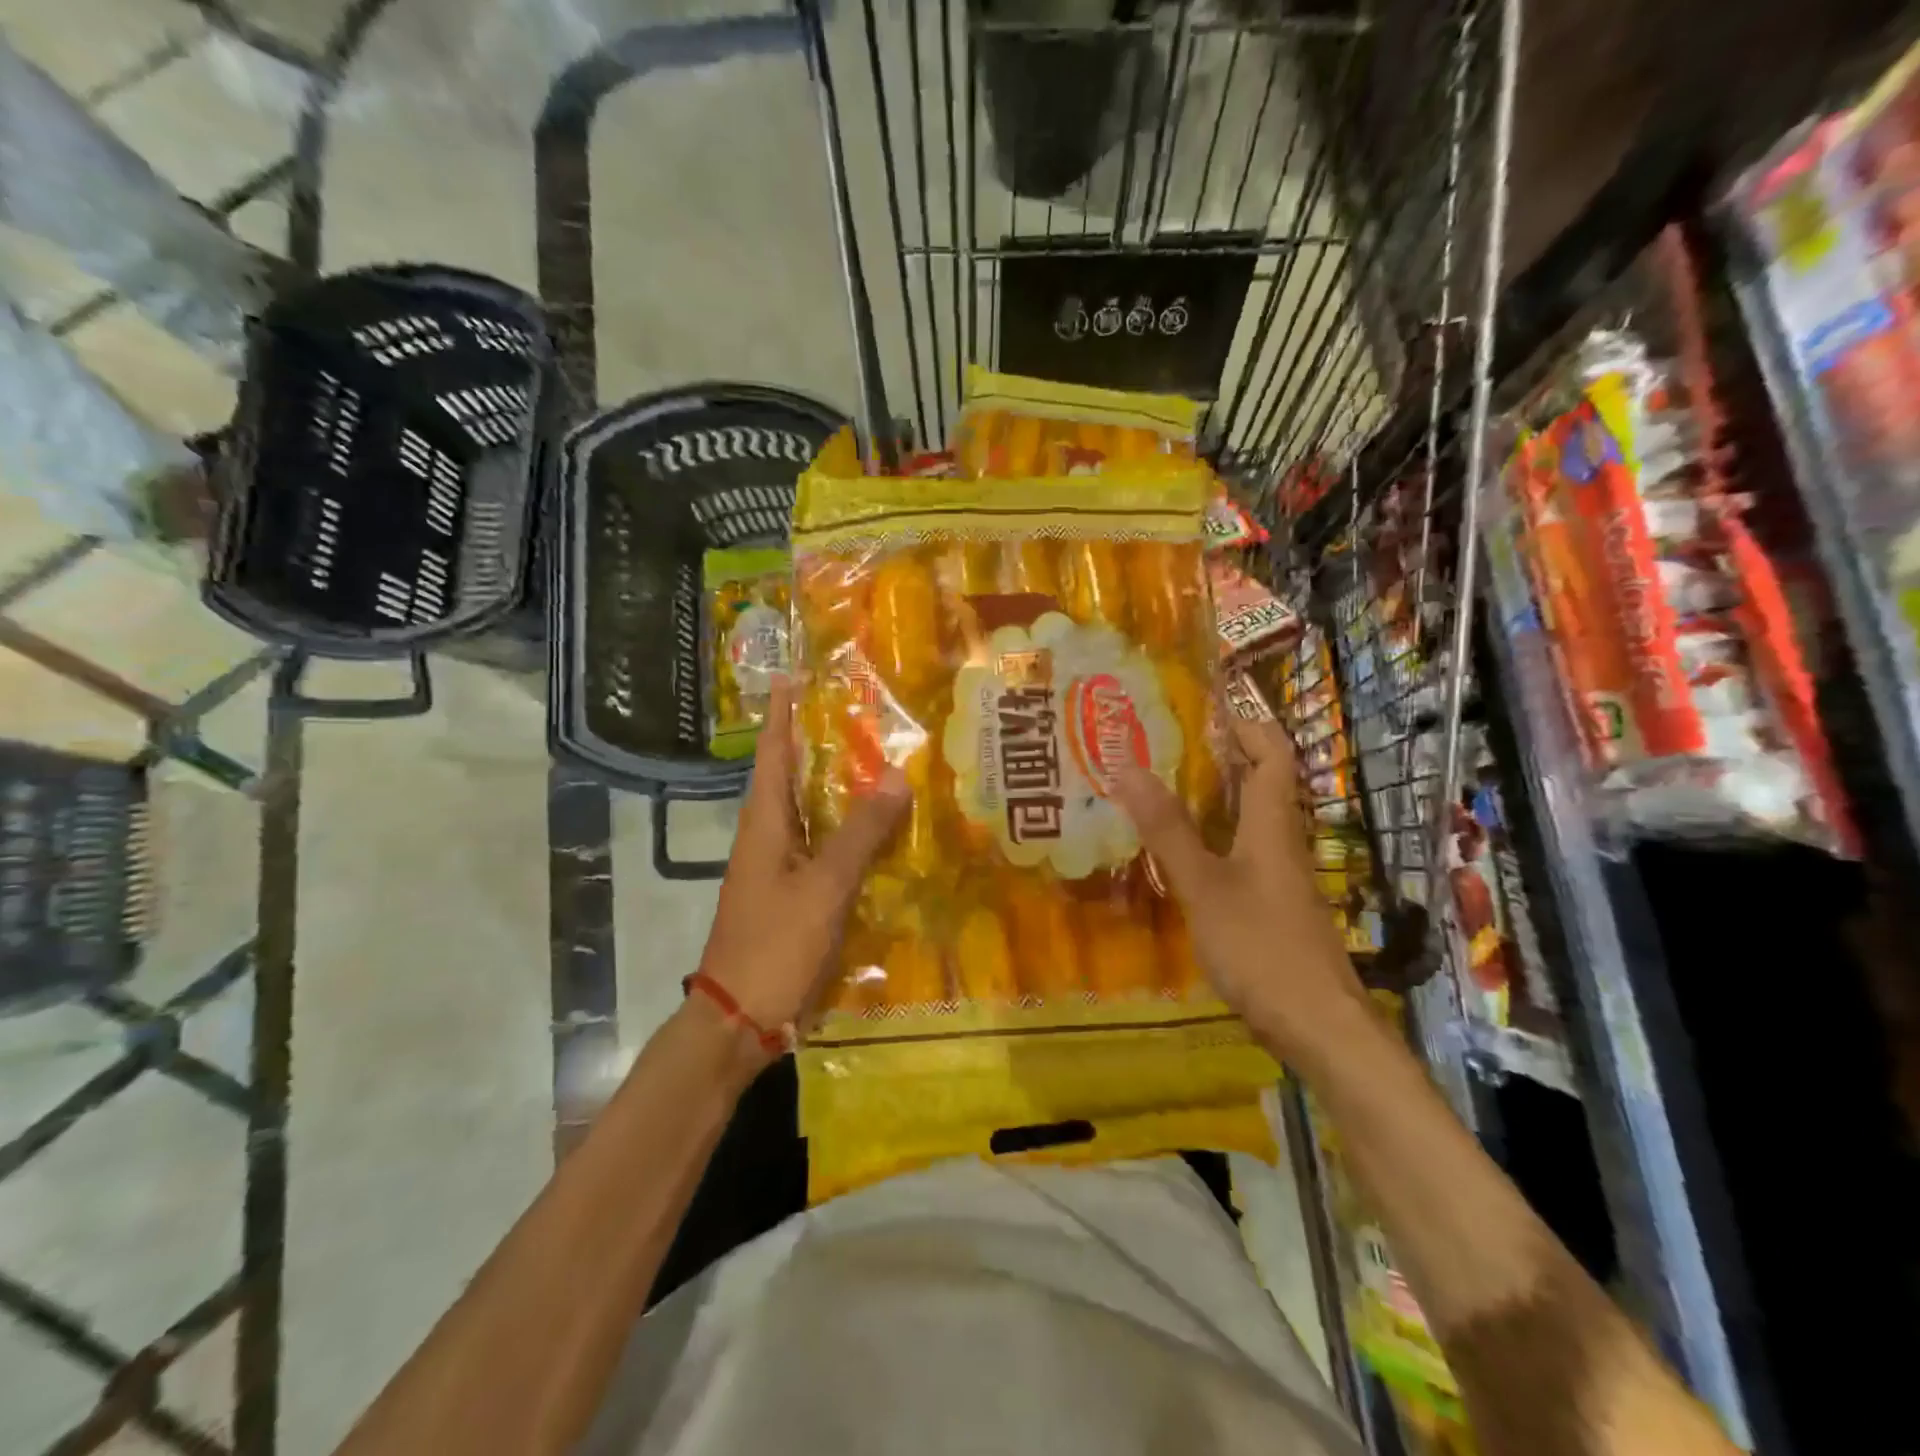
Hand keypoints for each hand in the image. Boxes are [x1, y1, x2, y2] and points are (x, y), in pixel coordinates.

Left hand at [694, 678, 909, 1050]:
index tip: (792, 675)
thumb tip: (896, 775)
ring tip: (879, 763)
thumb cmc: (774, 945)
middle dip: (819, 743)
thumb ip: (860, 833)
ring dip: (837, 788)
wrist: (739, 1019)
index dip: (782, 714)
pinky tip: (879, 834)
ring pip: (811, 814)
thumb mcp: (823, 886)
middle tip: (859, 713)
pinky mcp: (791, 896)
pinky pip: (822, 848)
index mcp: (764, 824)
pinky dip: (847, 832)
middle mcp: (767, 838)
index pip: (772, 753)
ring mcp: (778, 869)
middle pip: (792, 778)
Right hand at [1113, 715, 1363, 1059]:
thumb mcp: (1203, 885)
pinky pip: (1241, 853)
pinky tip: (1181, 852)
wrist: (1319, 1026)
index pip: (1273, 755)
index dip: (1248, 723)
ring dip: (1214, 797)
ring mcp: (1279, 878)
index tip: (1209, 704)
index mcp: (1272, 825)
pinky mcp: (1272, 907)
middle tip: (1167, 741)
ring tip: (1162, 786)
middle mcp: (1281, 843)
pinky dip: (1213, 837)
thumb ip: (1166, 829)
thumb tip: (1127, 766)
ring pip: (1249, 820)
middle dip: (1223, 755)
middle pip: (1262, 783)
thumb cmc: (1261, 947)